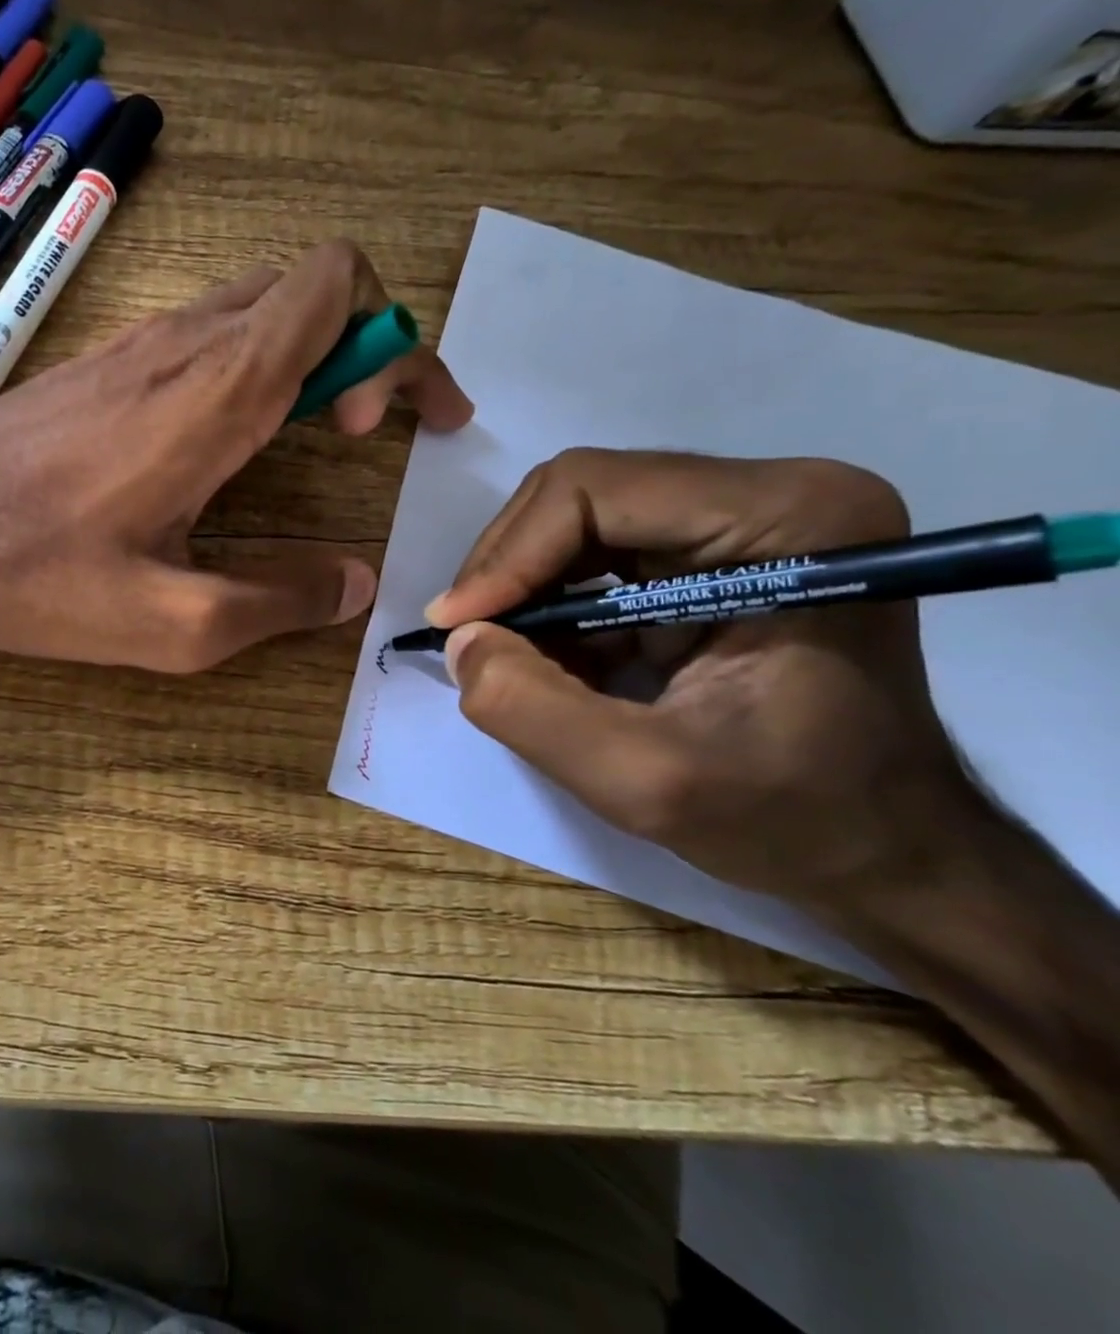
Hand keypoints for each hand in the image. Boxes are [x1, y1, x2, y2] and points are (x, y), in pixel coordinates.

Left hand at [0, 241, 471, 670]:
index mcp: (218, 390)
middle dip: (367, 345)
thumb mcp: (170, 624)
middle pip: (312, 285)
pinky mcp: (102, 362)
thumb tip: (354, 587)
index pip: (340, 287)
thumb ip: (278, 604)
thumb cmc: (33, 574)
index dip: (392, 346)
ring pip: (260, 302)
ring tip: (314, 433)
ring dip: (310, 352)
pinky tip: (229, 436)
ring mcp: (137, 343)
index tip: (378, 429)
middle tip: (364, 432)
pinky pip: (206, 330)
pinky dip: (252, 361)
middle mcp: (185, 342)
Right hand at [427, 449, 974, 907]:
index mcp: (790, 520)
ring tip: (505, 656)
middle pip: (579, 494)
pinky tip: (549, 661)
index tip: (458, 627)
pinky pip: (595, 553)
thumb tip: (459, 641)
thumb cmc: (793, 819)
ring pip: (576, 520)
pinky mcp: (715, 551)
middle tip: (468, 639)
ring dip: (524, 589)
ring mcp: (743, 518)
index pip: (595, 490)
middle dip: (508, 569)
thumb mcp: (647, 782)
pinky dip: (552, 606)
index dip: (509, 555)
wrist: (881, 848)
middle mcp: (771, 494)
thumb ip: (532, 709)